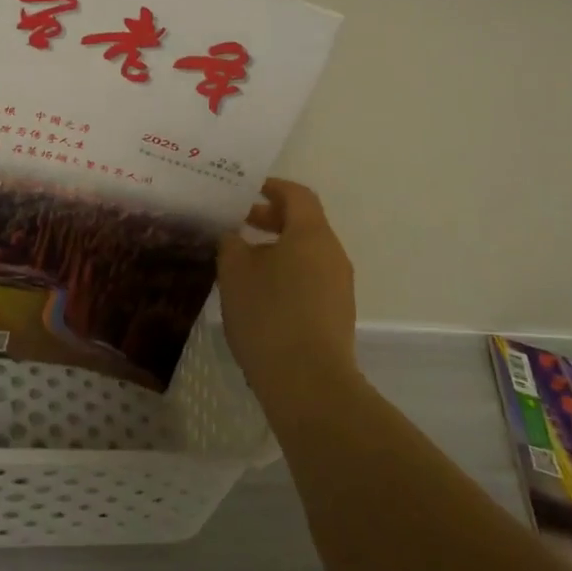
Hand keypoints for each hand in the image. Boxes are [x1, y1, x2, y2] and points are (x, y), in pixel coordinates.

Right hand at [217, 178, 358, 409]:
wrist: (309, 383)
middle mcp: (332, 253)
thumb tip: (233, 236)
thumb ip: (231, 244)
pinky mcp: (337, 314)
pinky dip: (287, 274)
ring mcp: (339, 285)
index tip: (245, 191)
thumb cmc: (269, 315)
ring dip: (277, 249)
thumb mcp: (235, 273)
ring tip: (243, 263)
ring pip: (306, 253)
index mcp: (311, 234)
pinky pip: (311, 279)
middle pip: (303, 223)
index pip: (296, 195)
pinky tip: (260, 295)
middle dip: (270, 219)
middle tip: (237, 224)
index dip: (271, 187)